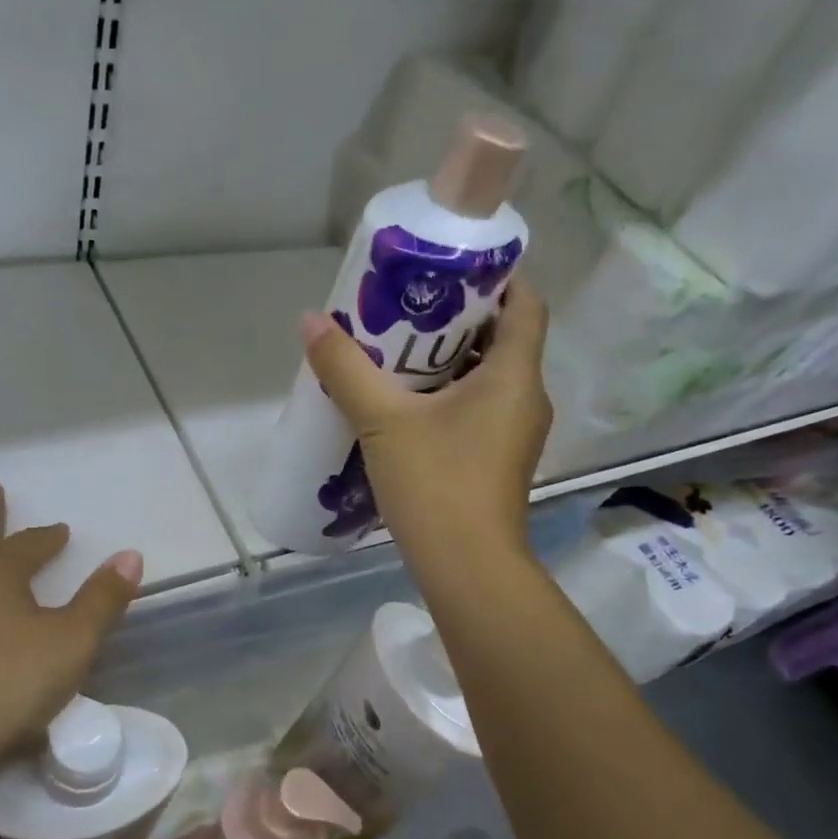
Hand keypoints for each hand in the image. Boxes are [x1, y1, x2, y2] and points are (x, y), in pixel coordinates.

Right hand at [303, 277, 550, 568]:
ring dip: (450, 362)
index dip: (497, 278)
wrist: (467, 568)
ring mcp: (515, 434)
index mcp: (514, 376)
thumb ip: (347, 369)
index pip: (526, 304)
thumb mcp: (383, 421)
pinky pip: (478, 411)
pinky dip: (449, 397)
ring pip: (488, 379)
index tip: (452, 269)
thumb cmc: (436, 484)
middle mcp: (525, 399)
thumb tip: (311, 321)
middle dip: (459, 319)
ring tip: (399, 352)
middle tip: (409, 308)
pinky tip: (407, 406)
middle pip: (503, 339)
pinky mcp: (499, 462)